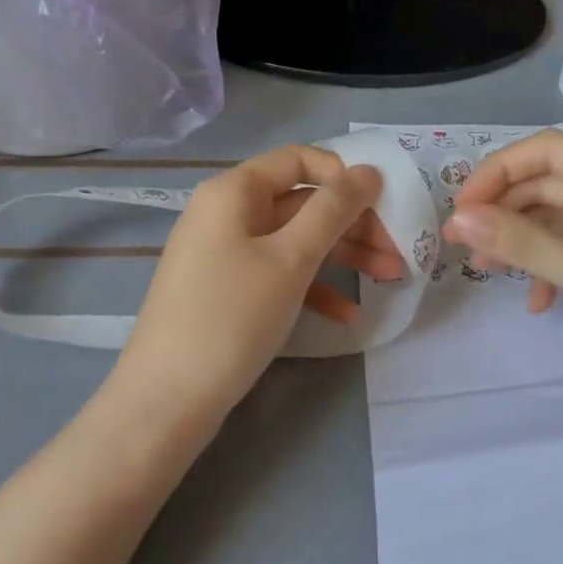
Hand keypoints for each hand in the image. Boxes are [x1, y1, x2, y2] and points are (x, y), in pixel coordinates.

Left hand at [119, 145, 402, 415]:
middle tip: (397, 251)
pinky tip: (346, 315)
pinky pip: (278, 274)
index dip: (343, 175)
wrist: (165, 404)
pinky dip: (313, 287)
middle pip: (302, 202)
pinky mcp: (227, 291)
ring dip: (343, 256)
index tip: (380, 204)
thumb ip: (334, 209)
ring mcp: (225, 254)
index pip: (299, 159)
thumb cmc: (232, 317)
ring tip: (389, 278)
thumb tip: (368, 170)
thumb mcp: (291, 258)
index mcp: (234, 191)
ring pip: (295, 240)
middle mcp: (227, 213)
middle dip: (353, 224)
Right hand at [444, 130, 562, 400]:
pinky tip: (536, 302)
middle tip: (460, 242)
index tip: (463, 206)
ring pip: (559, 219)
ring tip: (485, 270)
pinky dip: (550, 267)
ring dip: (522, 240)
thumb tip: (460, 218)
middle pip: (550, 183)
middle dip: (504, 209)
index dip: (500, 170)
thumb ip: (525, 244)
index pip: (549, 150)